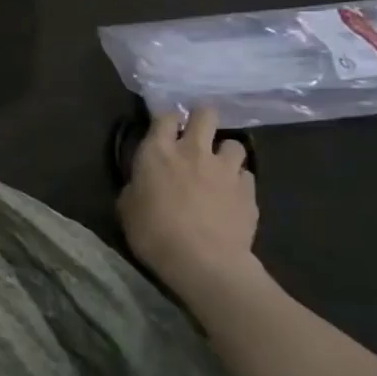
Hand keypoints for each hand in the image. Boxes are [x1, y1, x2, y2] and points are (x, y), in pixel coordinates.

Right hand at [117, 106, 259, 294]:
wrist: (203, 261)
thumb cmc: (153, 232)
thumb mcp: (127, 207)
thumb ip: (136, 186)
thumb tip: (143, 183)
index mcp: (158, 152)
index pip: (165, 116)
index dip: (166, 120)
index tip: (164, 130)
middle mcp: (194, 151)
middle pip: (206, 114)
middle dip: (202, 118)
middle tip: (196, 134)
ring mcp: (225, 169)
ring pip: (234, 143)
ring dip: (224, 152)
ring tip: (218, 168)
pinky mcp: (249, 190)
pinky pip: (246, 175)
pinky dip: (238, 181)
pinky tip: (231, 196)